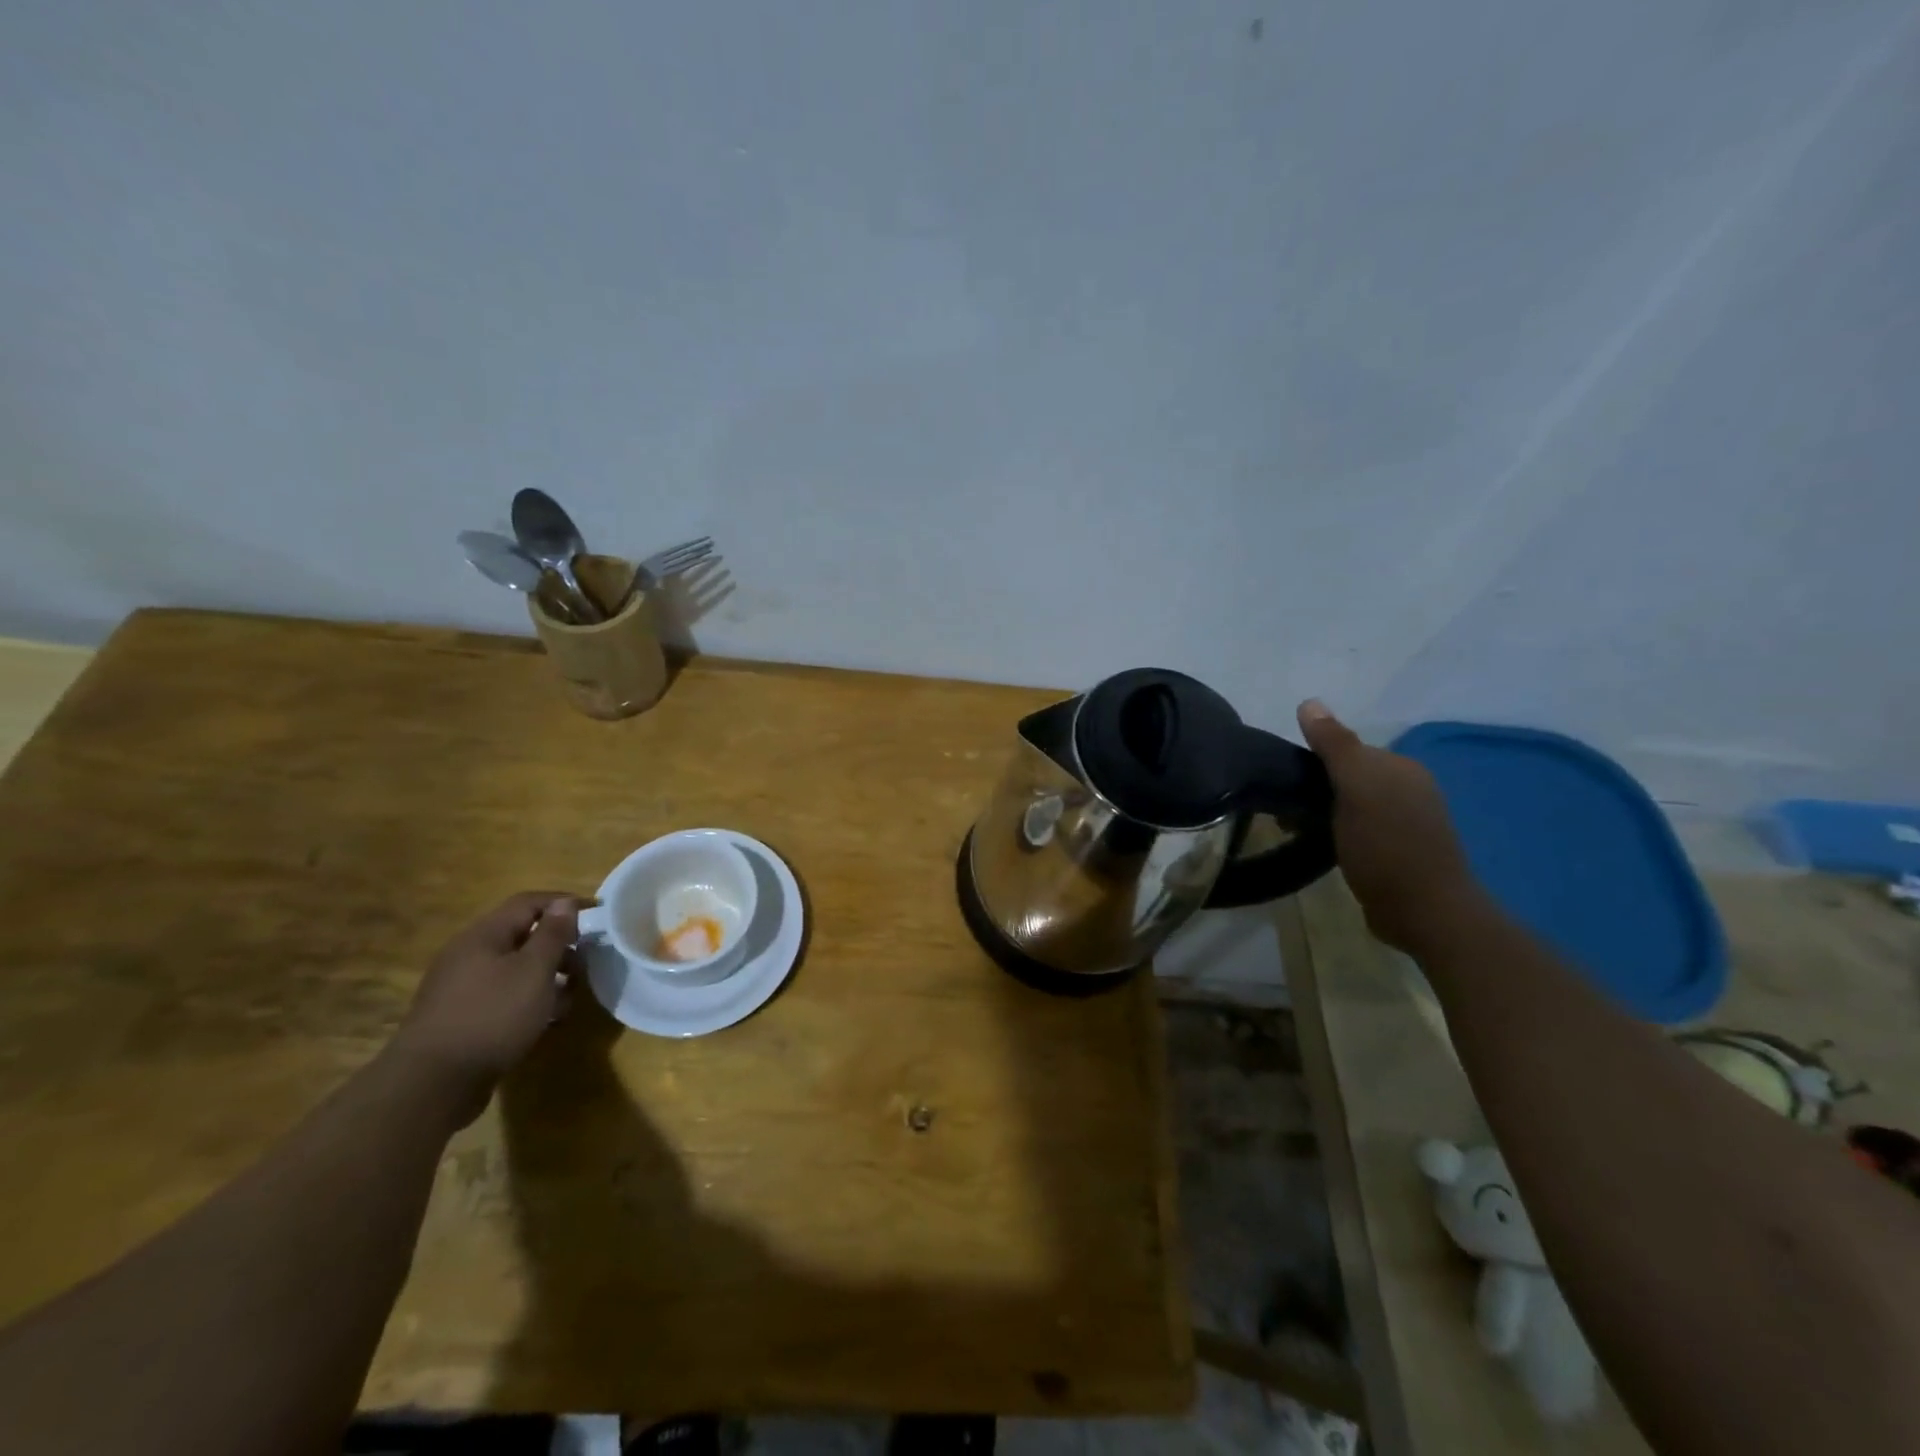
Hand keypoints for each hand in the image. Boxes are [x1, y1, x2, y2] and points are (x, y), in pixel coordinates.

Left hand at [393, 892, 579, 1112]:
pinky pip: (502, 994)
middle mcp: (468, 954)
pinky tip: (543, 1019)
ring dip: (546, 976)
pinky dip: (527, 998)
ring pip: (514, 968)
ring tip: (569, 997)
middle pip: (521, 935)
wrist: (433, 1084)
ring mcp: (460, 987)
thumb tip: (564, 903)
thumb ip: (553, 934)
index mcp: (483, 935)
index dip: (564, 903)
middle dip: (558, 945)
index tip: (597, 916)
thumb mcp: (534, 970)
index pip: (528, 902)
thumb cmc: (493, 1016)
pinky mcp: (460, 1016)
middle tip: (586, 962)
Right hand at [1296, 700, 1486, 951]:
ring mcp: (1407, 822)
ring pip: (1351, 804)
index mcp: (1401, 768)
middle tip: (1286, 814)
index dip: (1312, 763)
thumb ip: (1334, 745)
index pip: (1346, 750)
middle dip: (1315, 790)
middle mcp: (1409, 788)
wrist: (1425, 912)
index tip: (1285, 785)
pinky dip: (1337, 833)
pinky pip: (1358, 829)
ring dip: (1323, 814)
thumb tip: (1309, 702)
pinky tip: (1325, 847)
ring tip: (1298, 831)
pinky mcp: (1400, 851)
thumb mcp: (1356, 789)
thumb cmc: (1386, 845)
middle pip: (1348, 776)